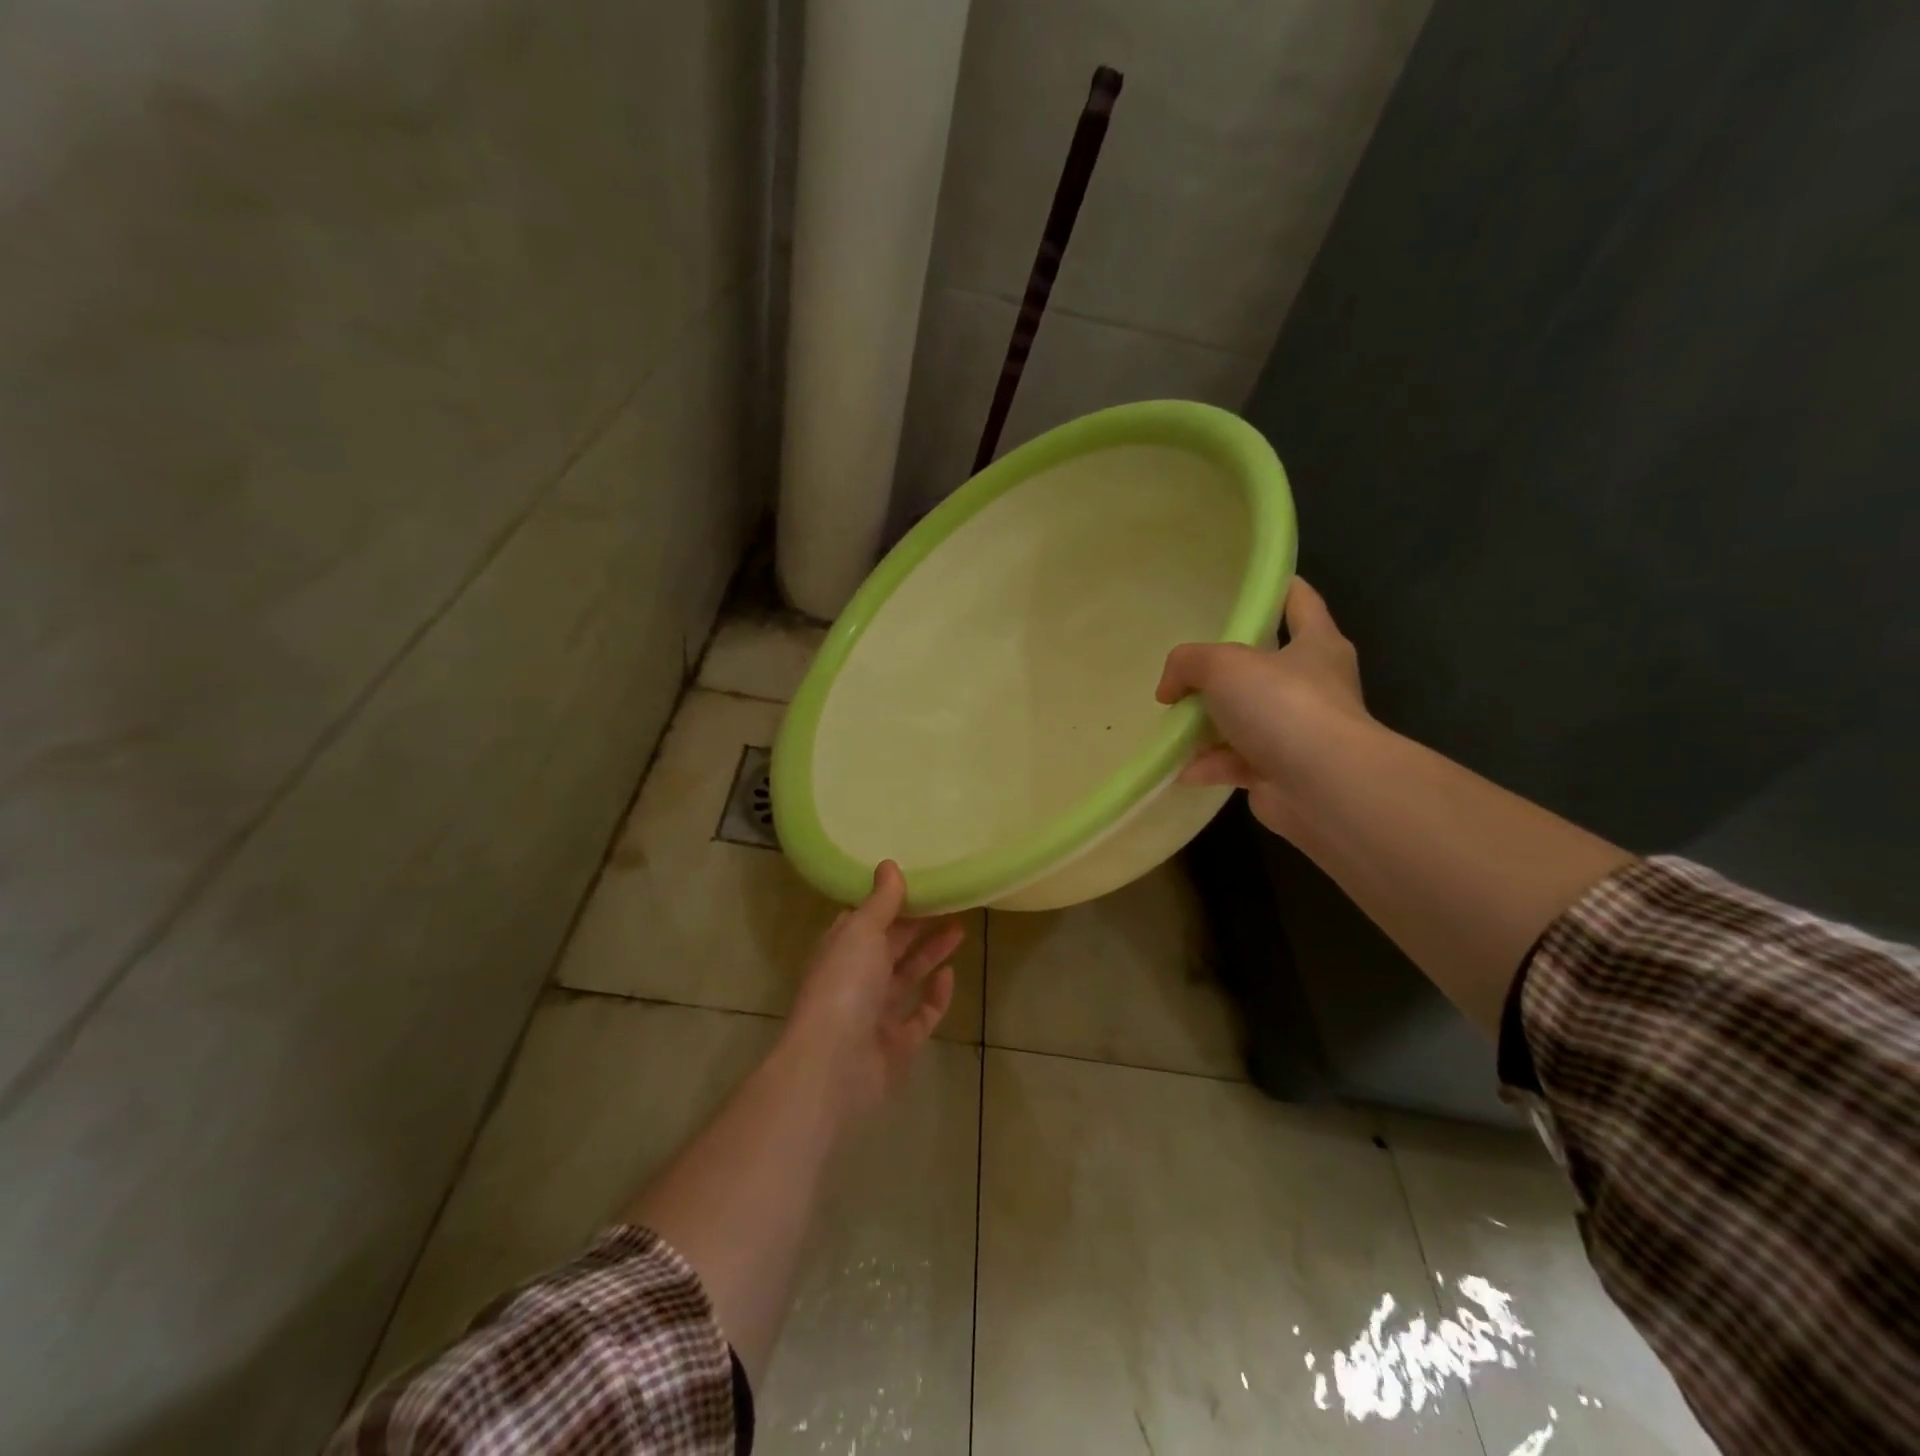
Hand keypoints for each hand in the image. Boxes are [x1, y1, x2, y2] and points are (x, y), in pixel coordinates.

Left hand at [782, 861, 962, 1122]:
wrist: (834, 1065)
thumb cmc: (844, 986)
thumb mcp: (862, 932)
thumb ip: (881, 901)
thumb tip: (889, 864)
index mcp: (841, 950)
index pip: (866, 919)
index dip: (890, 901)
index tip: (920, 881)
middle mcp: (856, 979)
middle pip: (890, 946)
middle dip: (918, 925)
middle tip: (951, 902)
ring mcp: (876, 1014)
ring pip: (907, 977)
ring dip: (931, 953)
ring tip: (960, 928)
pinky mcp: (897, 1044)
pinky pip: (921, 1015)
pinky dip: (936, 996)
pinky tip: (951, 974)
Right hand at [1155, 578, 1371, 835]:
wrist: (1323, 786)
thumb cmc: (1284, 706)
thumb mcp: (1224, 665)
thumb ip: (1188, 662)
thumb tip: (1169, 689)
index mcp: (1316, 645)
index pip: (1300, 602)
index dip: (1276, 589)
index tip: (1246, 586)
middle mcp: (1314, 686)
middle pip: (1265, 666)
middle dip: (1225, 670)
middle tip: (1189, 668)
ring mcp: (1299, 732)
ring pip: (1246, 718)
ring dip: (1210, 724)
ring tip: (1173, 723)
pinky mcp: (1282, 771)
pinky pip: (1237, 761)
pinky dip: (1210, 764)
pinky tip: (1181, 767)